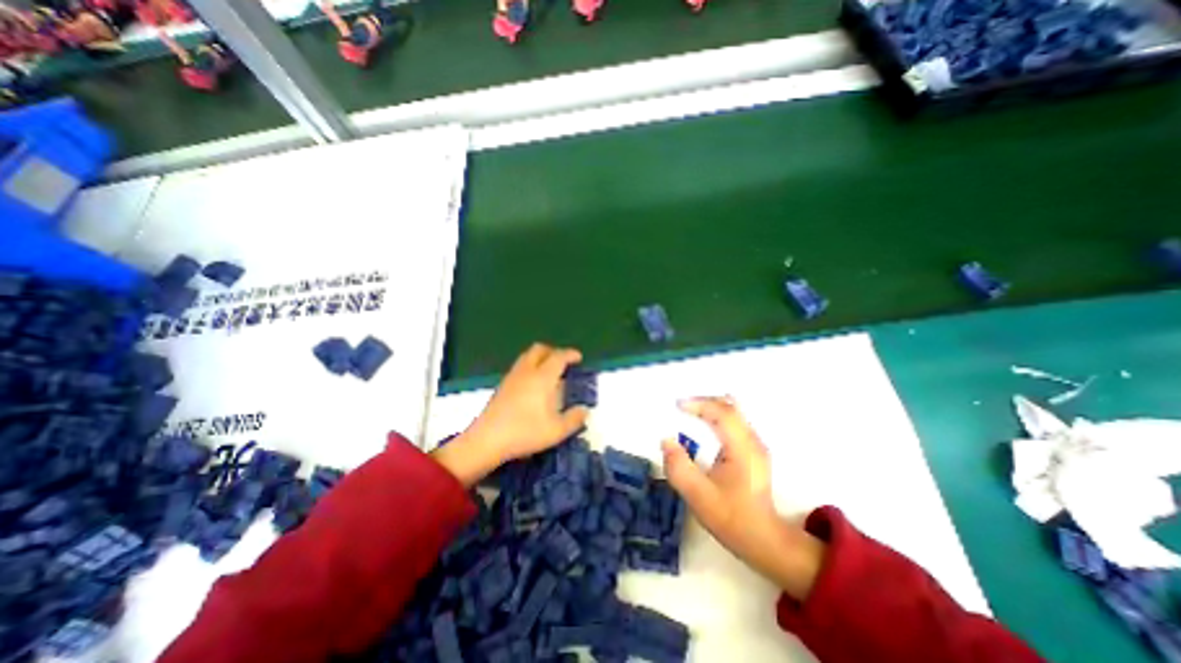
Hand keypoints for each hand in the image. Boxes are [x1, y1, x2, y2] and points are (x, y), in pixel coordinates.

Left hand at [432, 348, 587, 486]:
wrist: (487, 440)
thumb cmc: (525, 432)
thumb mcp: (556, 431)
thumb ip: (574, 419)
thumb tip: (584, 411)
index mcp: (543, 378)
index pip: (558, 357)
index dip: (570, 354)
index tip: (578, 358)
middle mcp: (527, 371)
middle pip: (540, 349)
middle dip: (553, 351)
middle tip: (563, 363)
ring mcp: (512, 377)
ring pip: (527, 356)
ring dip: (540, 358)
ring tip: (548, 373)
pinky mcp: (502, 385)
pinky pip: (519, 366)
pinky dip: (530, 367)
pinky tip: (532, 385)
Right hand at [662, 395, 822, 604]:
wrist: (765, 540)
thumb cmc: (731, 518)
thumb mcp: (698, 496)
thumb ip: (679, 467)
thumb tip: (666, 441)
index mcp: (742, 449)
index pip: (722, 413)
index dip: (699, 404)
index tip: (677, 405)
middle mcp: (753, 441)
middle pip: (730, 407)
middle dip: (704, 402)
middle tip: (682, 406)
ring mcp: (756, 445)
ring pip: (734, 413)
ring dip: (711, 408)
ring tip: (690, 412)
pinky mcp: (754, 451)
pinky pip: (735, 422)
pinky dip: (717, 417)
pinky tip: (706, 426)